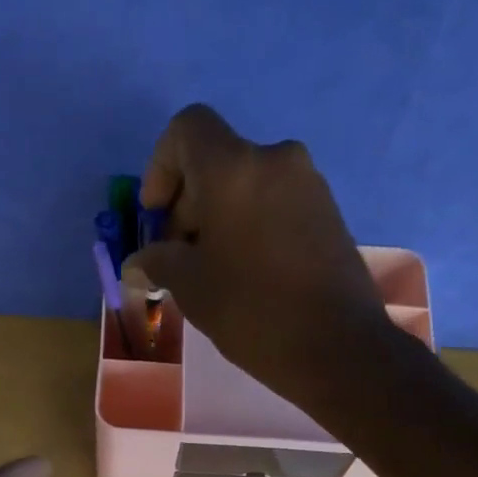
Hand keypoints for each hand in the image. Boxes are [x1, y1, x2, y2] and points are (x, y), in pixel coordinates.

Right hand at [124, 104, 394, 407]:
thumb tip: (138, 262)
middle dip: (188, 203)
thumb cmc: (253, 312)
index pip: (187, 129)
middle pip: (217, 160)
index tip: (157, 217)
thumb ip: (158, 262)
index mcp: (233, 167)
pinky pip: (277, 203)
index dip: (161, 167)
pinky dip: (253, 224)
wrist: (339, 347)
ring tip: (214, 270)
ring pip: (248, 183)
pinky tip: (250, 273)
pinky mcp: (330, 213)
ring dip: (221, 217)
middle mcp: (275, 160)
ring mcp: (309, 185)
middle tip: (179, 256)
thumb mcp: (192, 288)